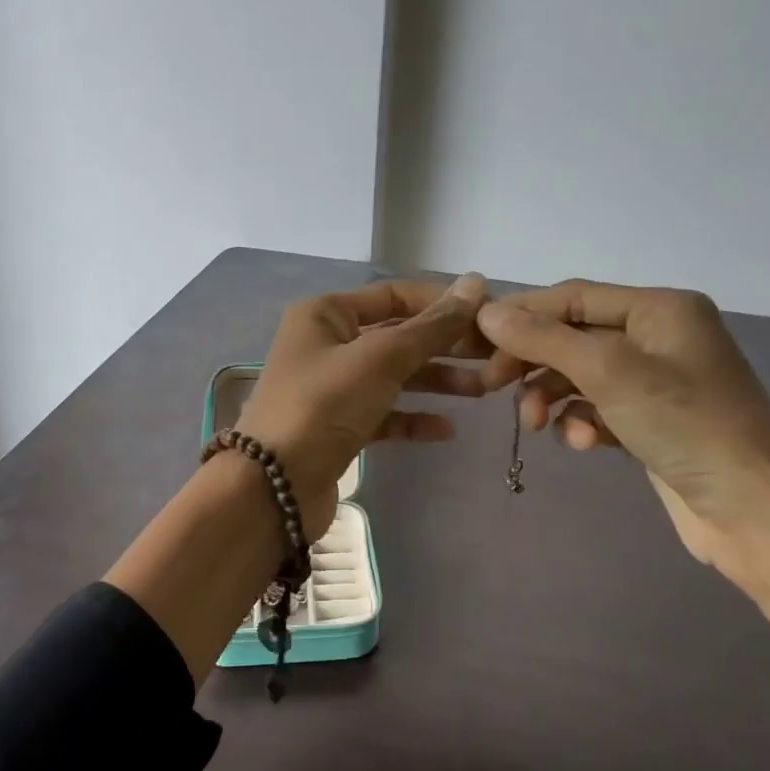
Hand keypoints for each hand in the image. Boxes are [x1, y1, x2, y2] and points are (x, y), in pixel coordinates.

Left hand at [237, 275, 489, 537]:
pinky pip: (383, 414)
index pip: (395, 295)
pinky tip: (446, 429)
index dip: (443, 304)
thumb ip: (431, 326)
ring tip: (484, 388)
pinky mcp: (337, 427)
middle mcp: (327, 344)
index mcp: (326, 313)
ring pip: (394, 376)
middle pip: (398, 336)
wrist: (274, 486)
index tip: (491, 317)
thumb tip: (476, 284)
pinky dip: (412, 418)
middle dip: (446, 345)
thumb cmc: (324, 405)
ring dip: (436, 381)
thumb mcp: (381, 358)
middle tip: (495, 356)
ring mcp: (331, 388)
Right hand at [477, 281, 769, 585]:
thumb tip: (487, 312)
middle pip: (574, 336)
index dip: (523, 315)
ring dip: (552, 397)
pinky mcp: (651, 421)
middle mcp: (658, 336)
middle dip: (535, 362)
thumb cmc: (686, 425)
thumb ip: (545, 339)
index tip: (477, 342)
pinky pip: (598, 408)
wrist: (753, 509)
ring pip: (580, 376)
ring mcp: (656, 381)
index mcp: (659, 308)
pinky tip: (584, 444)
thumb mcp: (609, 373)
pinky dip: (582, 422)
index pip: (574, 297)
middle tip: (494, 387)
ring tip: (536, 426)